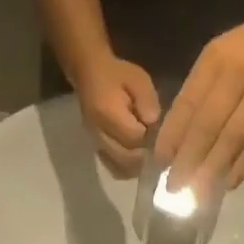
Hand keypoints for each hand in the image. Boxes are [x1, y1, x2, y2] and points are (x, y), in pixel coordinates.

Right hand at [72, 55, 159, 176]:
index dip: (148, 137)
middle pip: (125, 157)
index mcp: (108, 113)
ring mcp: (95, 142)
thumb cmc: (116, 74)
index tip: (155, 129)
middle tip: (153, 147)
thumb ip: (147, 101)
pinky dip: (125, 168)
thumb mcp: (138, 79)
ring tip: (146, 156)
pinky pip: (111, 167)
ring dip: (135, 165)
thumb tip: (152, 123)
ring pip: (118, 167)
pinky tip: (134, 161)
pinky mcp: (95, 147)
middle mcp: (99, 132)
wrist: (88, 74)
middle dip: (143, 155)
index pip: (133, 137)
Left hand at [154, 4, 243, 200]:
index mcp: (215, 60)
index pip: (186, 105)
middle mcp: (238, 74)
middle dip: (187, 161)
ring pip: (232, 138)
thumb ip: (201, 90)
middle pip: (206, 126)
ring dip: (212, 169)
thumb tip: (178, 139)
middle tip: (173, 188)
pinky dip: (242, 165)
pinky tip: (228, 183)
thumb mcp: (224, 55)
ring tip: (196, 194)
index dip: (171, 138)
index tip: (160, 164)